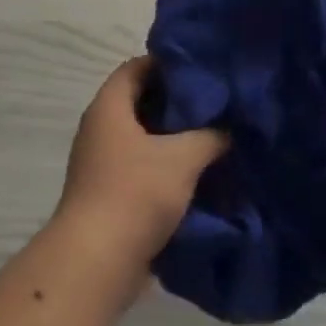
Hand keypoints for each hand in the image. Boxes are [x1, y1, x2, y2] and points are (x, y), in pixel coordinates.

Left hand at [54, 57, 228, 268]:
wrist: (97, 261)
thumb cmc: (136, 193)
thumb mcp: (182, 158)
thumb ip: (209, 136)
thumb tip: (228, 129)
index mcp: (109, 107)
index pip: (136, 67)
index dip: (167, 64)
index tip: (201, 70)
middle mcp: (99, 128)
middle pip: (139, 101)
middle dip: (175, 103)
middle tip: (213, 104)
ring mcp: (99, 162)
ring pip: (140, 137)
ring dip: (171, 138)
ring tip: (211, 138)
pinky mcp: (106, 192)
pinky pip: (139, 166)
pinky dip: (163, 166)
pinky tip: (194, 174)